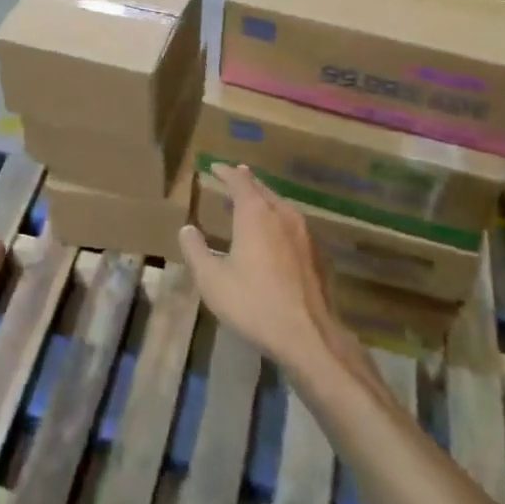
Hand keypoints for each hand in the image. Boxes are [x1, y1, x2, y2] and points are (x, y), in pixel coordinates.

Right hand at [178, 164, 343, 369]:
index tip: (214, 167)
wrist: (308, 335)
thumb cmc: (254, 303)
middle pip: (263, 190)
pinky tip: (274, 236)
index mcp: (256, 214)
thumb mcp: (212, 280)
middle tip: (233, 178)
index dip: (226, 173)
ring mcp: (305, 234)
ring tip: (250, 204)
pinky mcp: (317, 254)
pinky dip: (277, 220)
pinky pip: (293, 225)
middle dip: (246, 182)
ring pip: (280, 206)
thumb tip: (187, 229)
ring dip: (263, 201)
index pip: (240, 182)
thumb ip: (196, 251)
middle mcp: (283, 215)